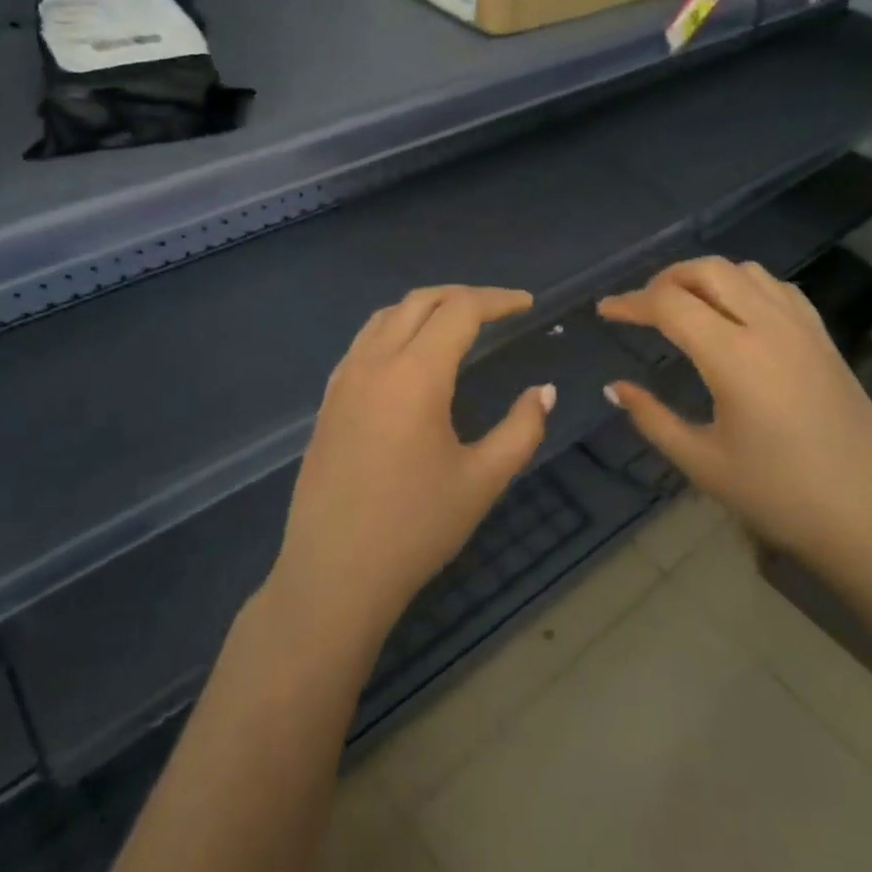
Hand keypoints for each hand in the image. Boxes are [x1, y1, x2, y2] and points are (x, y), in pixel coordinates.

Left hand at [270, 286, 554, 644]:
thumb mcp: (482, 480)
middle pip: (420, 301)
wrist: (334, 576)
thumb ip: (521, 429)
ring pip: (386, 316)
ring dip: (426, 307)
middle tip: (498, 309)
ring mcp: (344, 380)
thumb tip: (543, 392)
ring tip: (457, 323)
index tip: (527, 304)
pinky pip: (364, 341)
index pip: (460, 311)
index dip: (497, 300)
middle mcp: (374, 363)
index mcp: (415, 375)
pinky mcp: (328, 401)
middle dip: (463, 295)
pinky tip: (410, 356)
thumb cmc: (415, 529)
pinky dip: (395, 328)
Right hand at [598, 257, 871, 563]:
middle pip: (707, 270)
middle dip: (665, 279)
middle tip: (641, 307)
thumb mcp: (701, 462)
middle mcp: (769, 328)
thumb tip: (615, 387)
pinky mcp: (823, 338)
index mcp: (734, 358)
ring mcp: (802, 328)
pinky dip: (746, 285)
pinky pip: (778, 288)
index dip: (630, 303)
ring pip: (745, 270)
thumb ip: (652, 418)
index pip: (670, 305)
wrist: (867, 516)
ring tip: (684, 305)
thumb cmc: (777, 496)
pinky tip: (736, 314)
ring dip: (706, 277)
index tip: (604, 312)